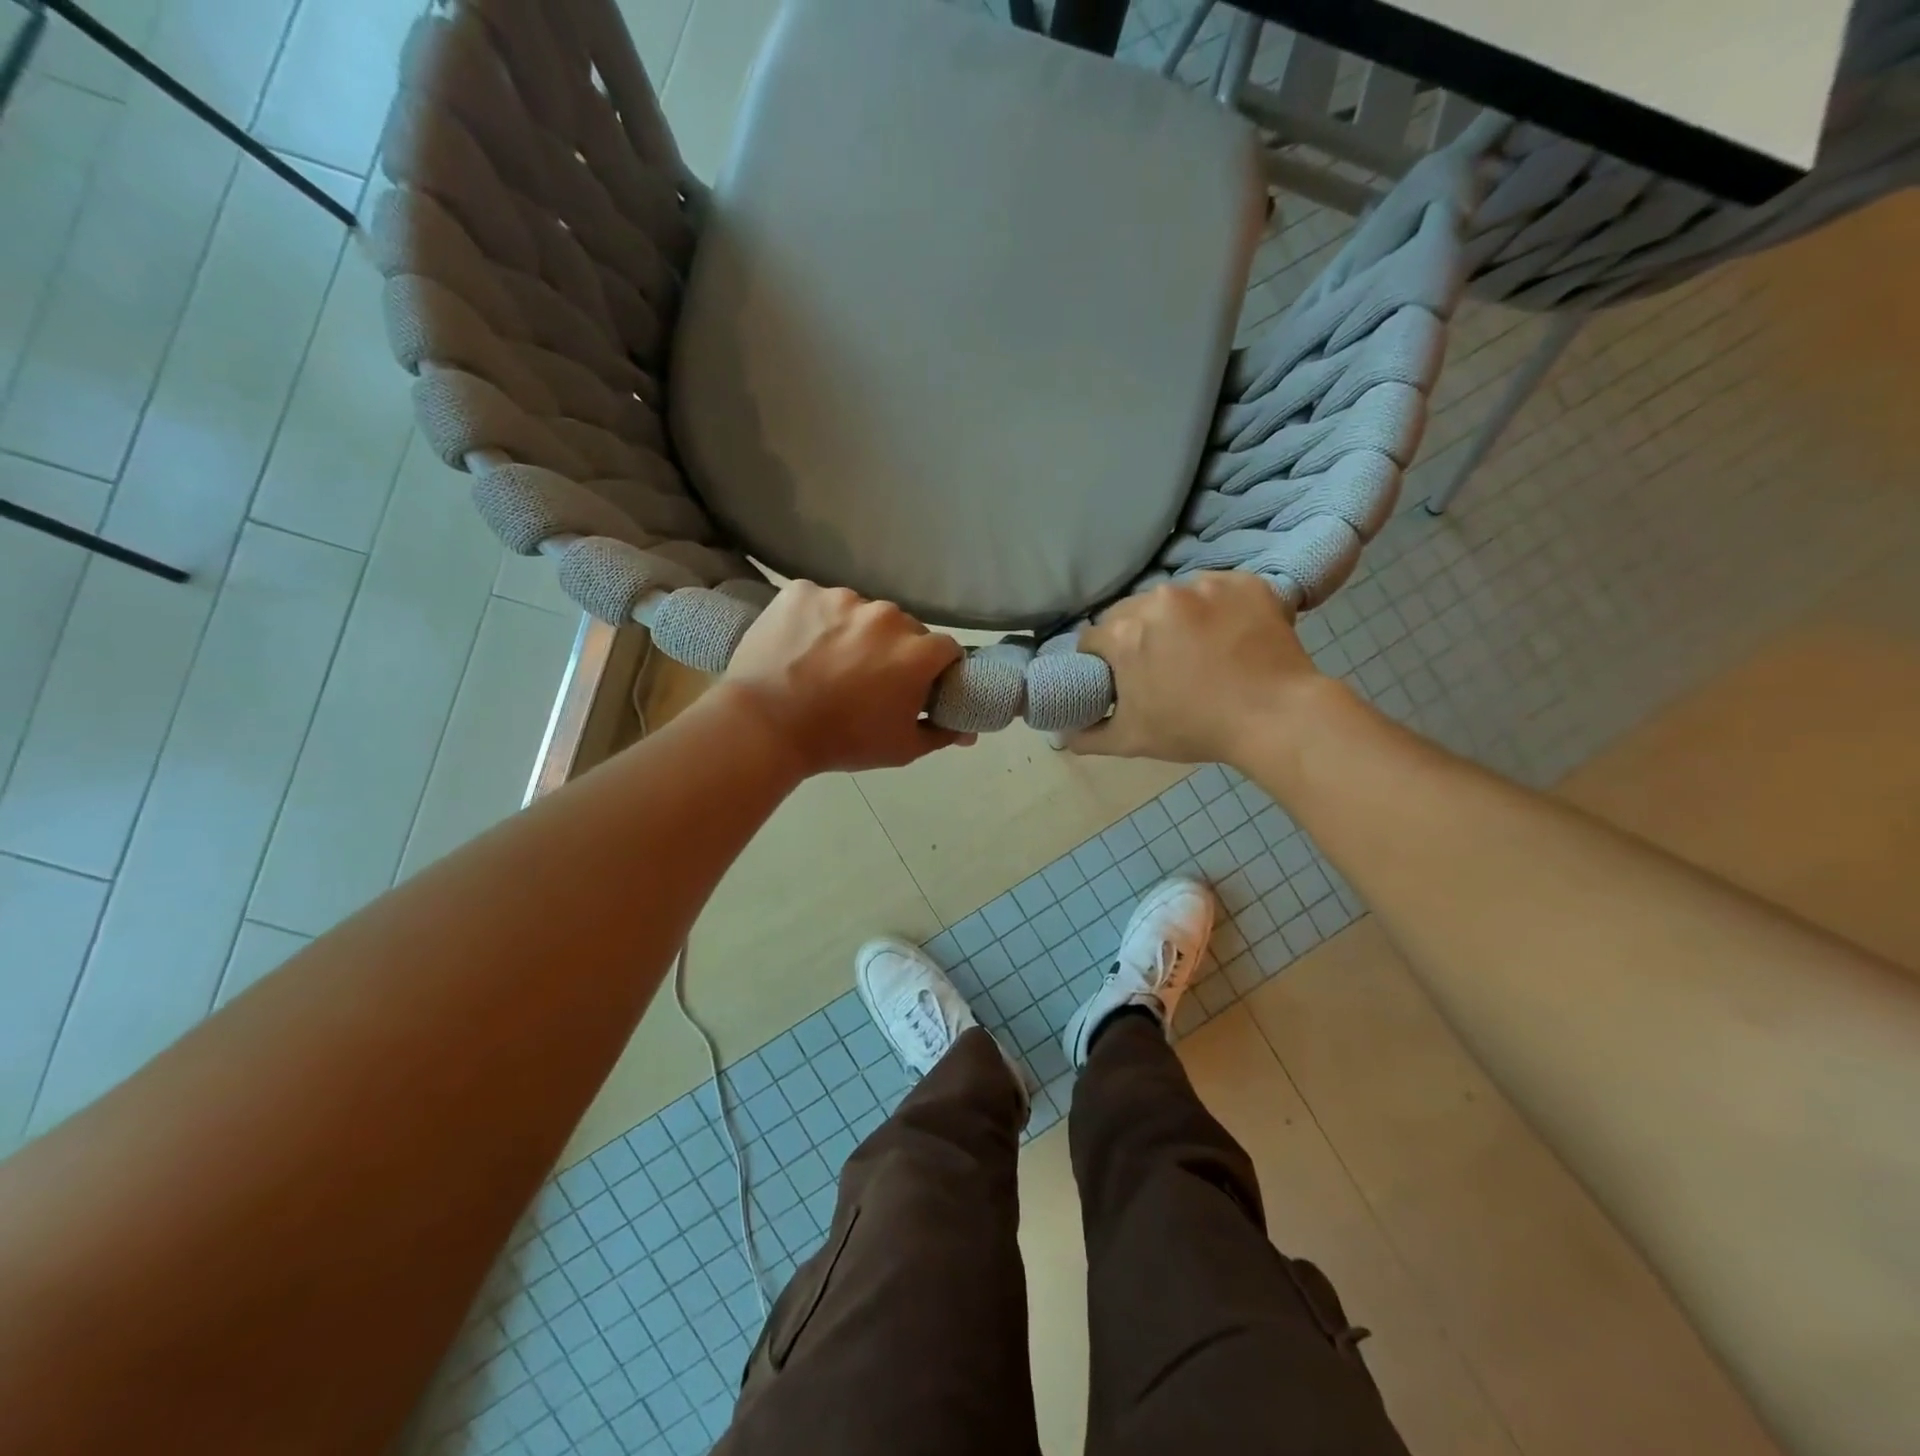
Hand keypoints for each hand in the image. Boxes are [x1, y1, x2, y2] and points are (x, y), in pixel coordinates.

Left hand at [719, 581, 973, 774]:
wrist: (765, 726)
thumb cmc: (841, 741)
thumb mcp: (900, 748)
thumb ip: (941, 734)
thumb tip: (969, 731)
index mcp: (918, 651)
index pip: (945, 649)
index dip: (935, 669)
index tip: (917, 685)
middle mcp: (887, 615)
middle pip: (903, 628)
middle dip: (893, 650)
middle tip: (867, 678)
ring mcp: (842, 597)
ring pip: (860, 613)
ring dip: (854, 632)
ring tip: (826, 662)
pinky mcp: (802, 590)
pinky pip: (819, 602)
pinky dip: (815, 620)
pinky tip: (800, 645)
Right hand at [1068, 572, 1333, 766]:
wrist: (1278, 717)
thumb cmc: (1197, 729)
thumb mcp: (1132, 740)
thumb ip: (1088, 735)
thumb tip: (1060, 735)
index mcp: (1124, 634)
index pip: (1092, 639)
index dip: (1101, 660)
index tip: (1119, 677)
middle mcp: (1158, 599)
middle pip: (1130, 612)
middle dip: (1137, 635)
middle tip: (1160, 665)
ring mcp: (1205, 586)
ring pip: (1174, 598)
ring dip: (1177, 618)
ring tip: (1200, 649)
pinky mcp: (1244, 582)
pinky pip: (1218, 590)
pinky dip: (1219, 609)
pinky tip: (1231, 635)